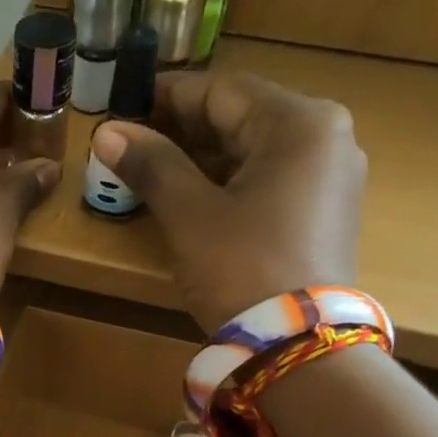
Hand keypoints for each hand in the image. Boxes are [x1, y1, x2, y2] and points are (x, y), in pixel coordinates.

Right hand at [90, 73, 364, 332]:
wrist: (298, 345)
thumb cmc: (242, 269)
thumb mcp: (191, 216)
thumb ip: (152, 166)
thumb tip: (106, 132)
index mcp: (300, 123)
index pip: (222, 91)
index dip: (168, 98)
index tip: (125, 105)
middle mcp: (327, 138)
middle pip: (242, 119)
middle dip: (184, 131)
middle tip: (132, 143)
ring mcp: (331, 177)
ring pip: (255, 152)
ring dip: (203, 159)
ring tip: (153, 172)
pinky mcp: (325, 213)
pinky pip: (269, 181)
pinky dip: (229, 183)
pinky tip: (193, 198)